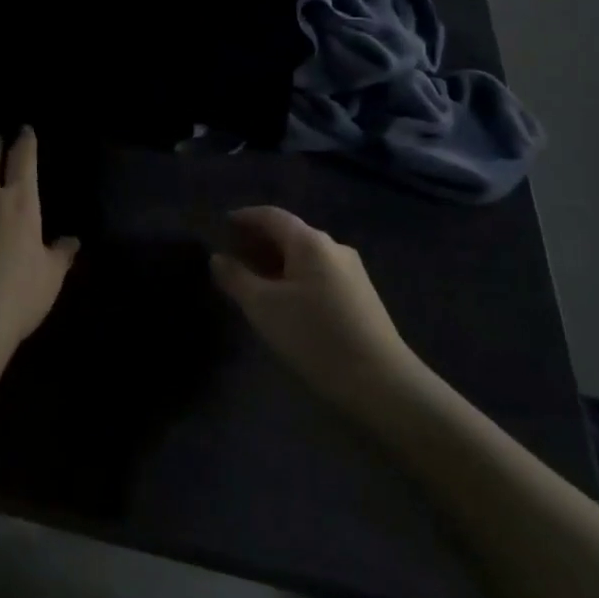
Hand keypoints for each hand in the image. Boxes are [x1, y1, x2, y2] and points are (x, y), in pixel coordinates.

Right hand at [209, 207, 415, 409]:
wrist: (380, 382)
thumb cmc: (314, 336)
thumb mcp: (263, 307)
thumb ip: (236, 278)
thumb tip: (217, 257)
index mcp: (310, 242)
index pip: (271, 215)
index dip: (245, 217)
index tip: (222, 223)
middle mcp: (333, 247)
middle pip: (290, 233)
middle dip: (259, 240)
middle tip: (231, 254)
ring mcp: (351, 271)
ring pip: (305, 255)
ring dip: (276, 260)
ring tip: (252, 278)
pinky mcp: (359, 296)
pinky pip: (318, 273)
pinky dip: (293, 276)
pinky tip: (283, 298)